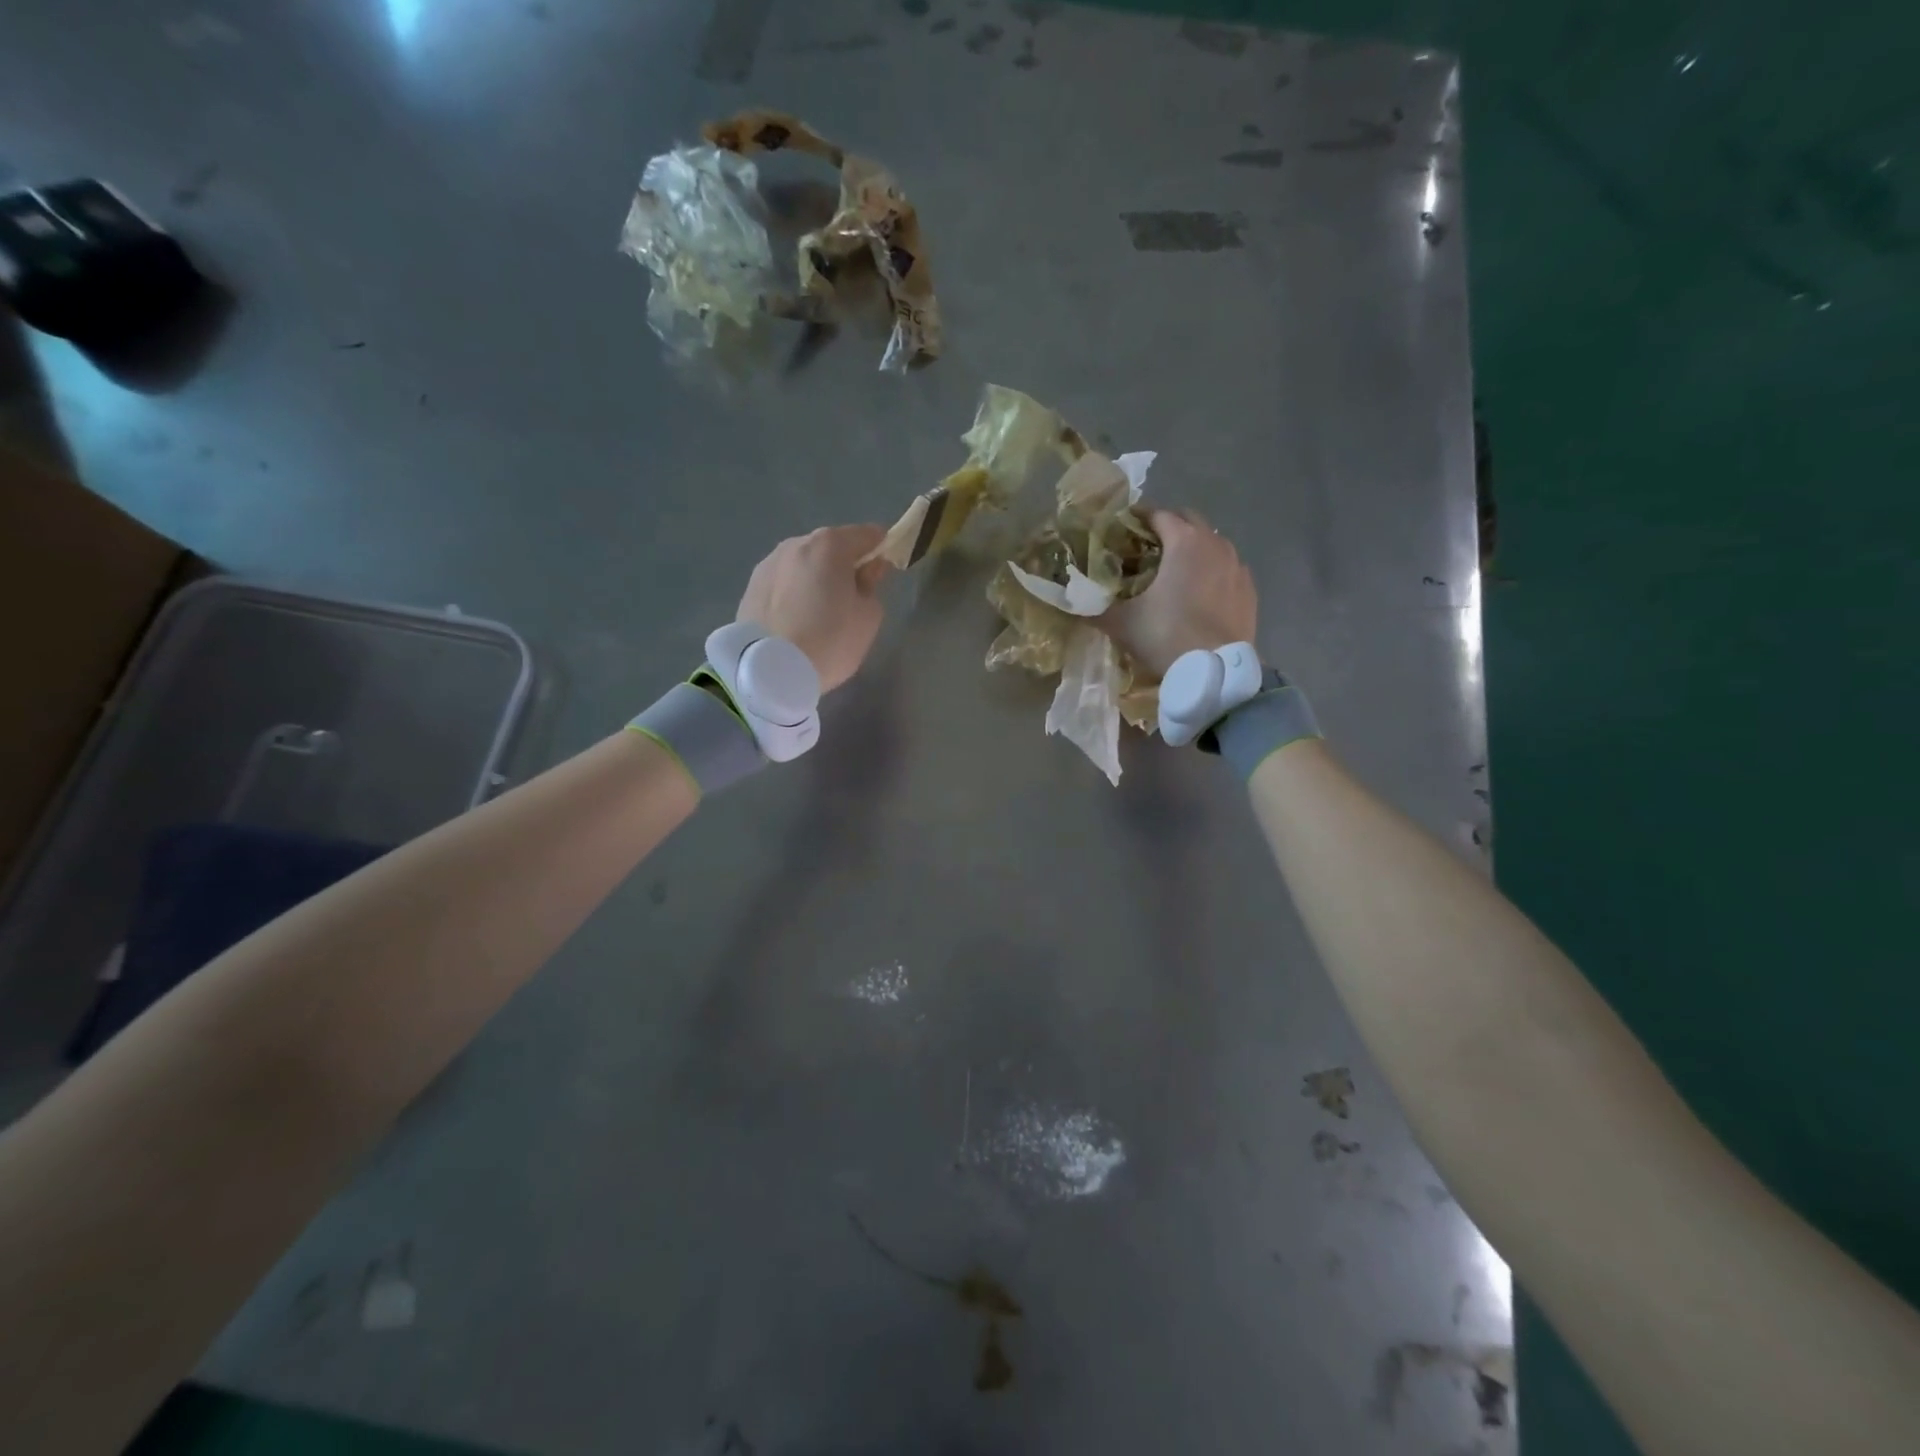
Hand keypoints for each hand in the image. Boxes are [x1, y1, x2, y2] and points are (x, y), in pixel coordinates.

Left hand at [737, 525, 890, 692]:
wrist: (769, 670)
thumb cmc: (829, 641)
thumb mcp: (868, 617)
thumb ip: (872, 585)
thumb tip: (867, 570)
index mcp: (829, 545)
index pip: (867, 535)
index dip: (881, 548)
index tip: (884, 570)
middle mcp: (796, 544)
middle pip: (831, 547)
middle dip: (844, 564)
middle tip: (852, 596)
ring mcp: (769, 563)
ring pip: (804, 563)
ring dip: (816, 577)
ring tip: (820, 611)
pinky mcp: (751, 586)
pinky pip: (784, 582)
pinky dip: (794, 592)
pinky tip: (796, 619)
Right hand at [1101, 509, 1257, 678]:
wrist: (1215, 672)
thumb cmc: (1166, 636)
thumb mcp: (1122, 623)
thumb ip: (1095, 608)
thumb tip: (1071, 603)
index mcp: (1183, 541)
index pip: (1157, 514)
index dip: (1137, 518)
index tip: (1122, 528)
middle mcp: (1214, 543)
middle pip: (1189, 520)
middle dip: (1168, 527)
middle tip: (1146, 546)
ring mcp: (1237, 565)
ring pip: (1212, 543)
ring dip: (1192, 548)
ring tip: (1174, 569)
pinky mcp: (1249, 589)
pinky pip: (1227, 568)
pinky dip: (1212, 571)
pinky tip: (1200, 592)